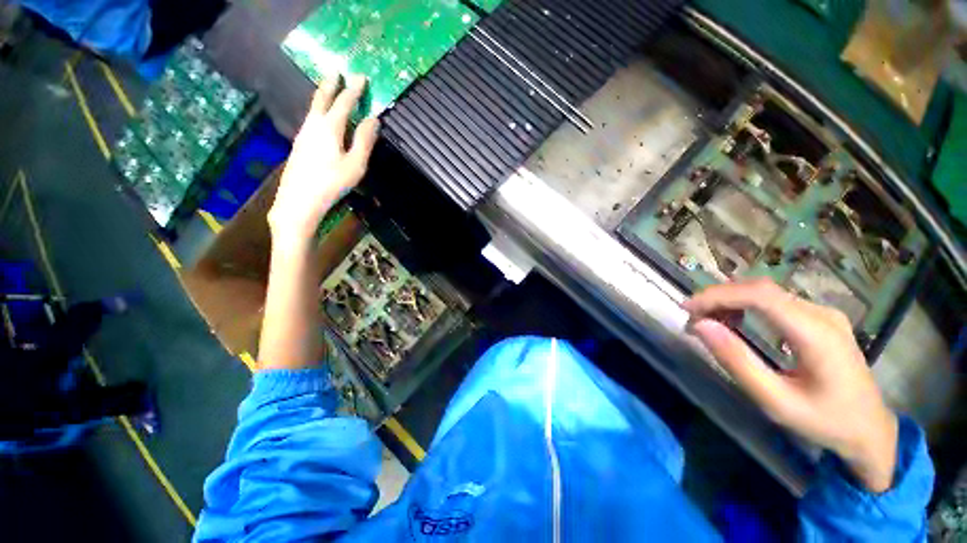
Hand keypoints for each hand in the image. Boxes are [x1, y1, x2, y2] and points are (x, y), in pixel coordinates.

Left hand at [268, 74, 378, 242]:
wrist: (299, 200)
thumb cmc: (332, 183)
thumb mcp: (355, 165)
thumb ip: (364, 141)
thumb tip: (374, 119)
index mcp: (330, 127)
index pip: (344, 102)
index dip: (354, 89)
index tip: (361, 77)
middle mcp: (314, 125)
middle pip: (323, 99)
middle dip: (331, 84)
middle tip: (336, 71)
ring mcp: (304, 134)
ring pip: (314, 108)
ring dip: (323, 96)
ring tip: (329, 89)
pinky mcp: (300, 144)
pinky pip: (311, 119)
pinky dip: (318, 110)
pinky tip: (320, 117)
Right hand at [683, 278, 897, 492]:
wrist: (870, 430)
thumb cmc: (824, 421)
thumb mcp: (775, 401)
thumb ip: (737, 361)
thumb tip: (700, 326)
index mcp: (816, 334)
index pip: (759, 295)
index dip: (717, 295)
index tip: (687, 309)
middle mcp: (821, 314)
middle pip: (760, 289)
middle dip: (719, 298)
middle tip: (692, 319)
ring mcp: (823, 313)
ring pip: (765, 292)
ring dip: (730, 302)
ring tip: (708, 322)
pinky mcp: (819, 318)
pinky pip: (775, 301)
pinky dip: (745, 306)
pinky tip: (735, 322)